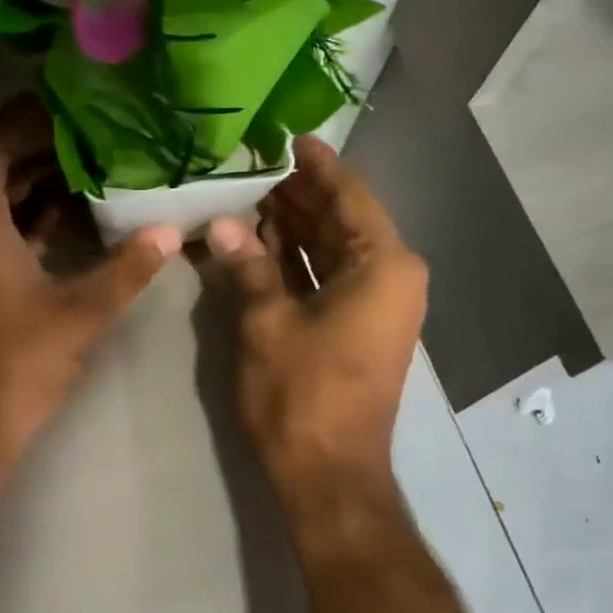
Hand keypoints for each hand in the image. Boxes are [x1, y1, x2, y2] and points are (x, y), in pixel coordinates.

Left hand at [0, 98, 180, 459]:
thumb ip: (127, 267)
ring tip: (93, 175)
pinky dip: (26, 222)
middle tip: (97, 140)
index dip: (28, 119)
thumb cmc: (15, 360)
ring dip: (36, 187)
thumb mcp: (80, 310)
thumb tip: (170, 231)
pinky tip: (72, 225)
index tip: (74, 111)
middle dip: (41, 151)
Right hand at [207, 136, 426, 491]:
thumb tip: (221, 225)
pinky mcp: (361, 329)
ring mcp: (379, 305)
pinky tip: (260, 244)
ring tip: (249, 197)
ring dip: (295, 228)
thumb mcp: (268, 323)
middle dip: (299, 196)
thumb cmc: (304, 394)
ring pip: (334, 250)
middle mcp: (391, 277)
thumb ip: (248, 266)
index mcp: (383, 265)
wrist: (329, 475)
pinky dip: (299, 262)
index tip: (287, 137)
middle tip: (253, 167)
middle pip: (343, 220)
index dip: (317, 165)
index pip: (350, 195)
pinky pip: (330, 279)